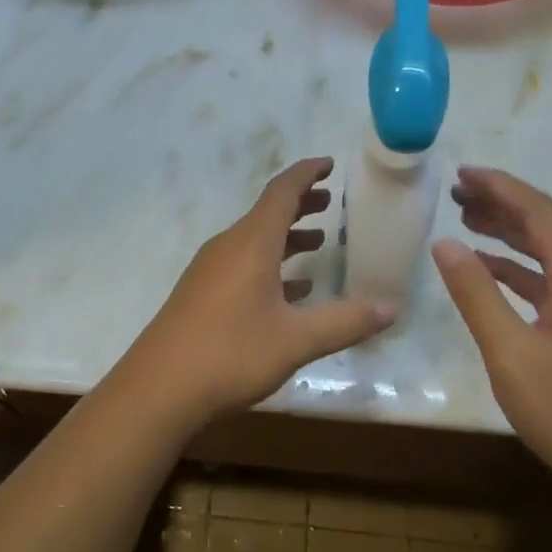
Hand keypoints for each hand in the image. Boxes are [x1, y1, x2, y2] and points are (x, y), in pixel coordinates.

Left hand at [123, 158, 396, 422]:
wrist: (159, 388)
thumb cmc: (231, 353)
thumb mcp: (296, 339)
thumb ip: (345, 321)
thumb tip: (393, 308)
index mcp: (251, 243)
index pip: (282, 191)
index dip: (307, 173)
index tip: (329, 164)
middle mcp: (228, 246)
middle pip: (267, 212)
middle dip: (300, 203)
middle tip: (329, 201)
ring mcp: (210, 269)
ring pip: (254, 239)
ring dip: (286, 236)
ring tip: (317, 241)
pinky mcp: (201, 292)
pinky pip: (242, 264)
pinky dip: (270, 265)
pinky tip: (290, 289)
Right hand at [431, 166, 551, 508]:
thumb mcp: (511, 354)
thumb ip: (476, 294)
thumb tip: (444, 243)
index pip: (538, 211)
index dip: (498, 186)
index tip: (460, 173)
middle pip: (548, 227)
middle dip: (502, 206)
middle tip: (455, 196)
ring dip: (512, 237)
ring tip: (467, 225)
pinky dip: (524, 272)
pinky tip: (496, 277)